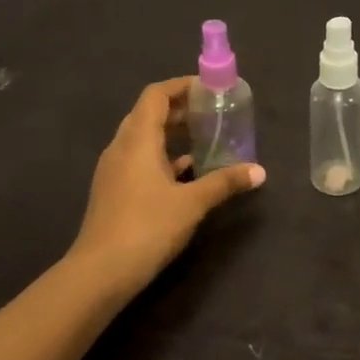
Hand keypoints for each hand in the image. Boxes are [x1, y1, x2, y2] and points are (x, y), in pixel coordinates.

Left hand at [68, 77, 265, 301]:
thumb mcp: (192, 203)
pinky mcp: (115, 192)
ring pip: (144, 139)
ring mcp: (114, 171)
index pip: (156, 95)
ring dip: (172, 134)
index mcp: (137, 139)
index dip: (181, 86)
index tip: (209, 89)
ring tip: (206, 139)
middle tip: (213, 113)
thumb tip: (259, 171)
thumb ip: (225, 182)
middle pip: (149, 114)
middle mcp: (121, 148)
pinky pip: (141, 161)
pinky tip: (188, 173)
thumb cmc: (147, 227)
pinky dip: (164, 158)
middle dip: (181, 109)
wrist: (100, 273)